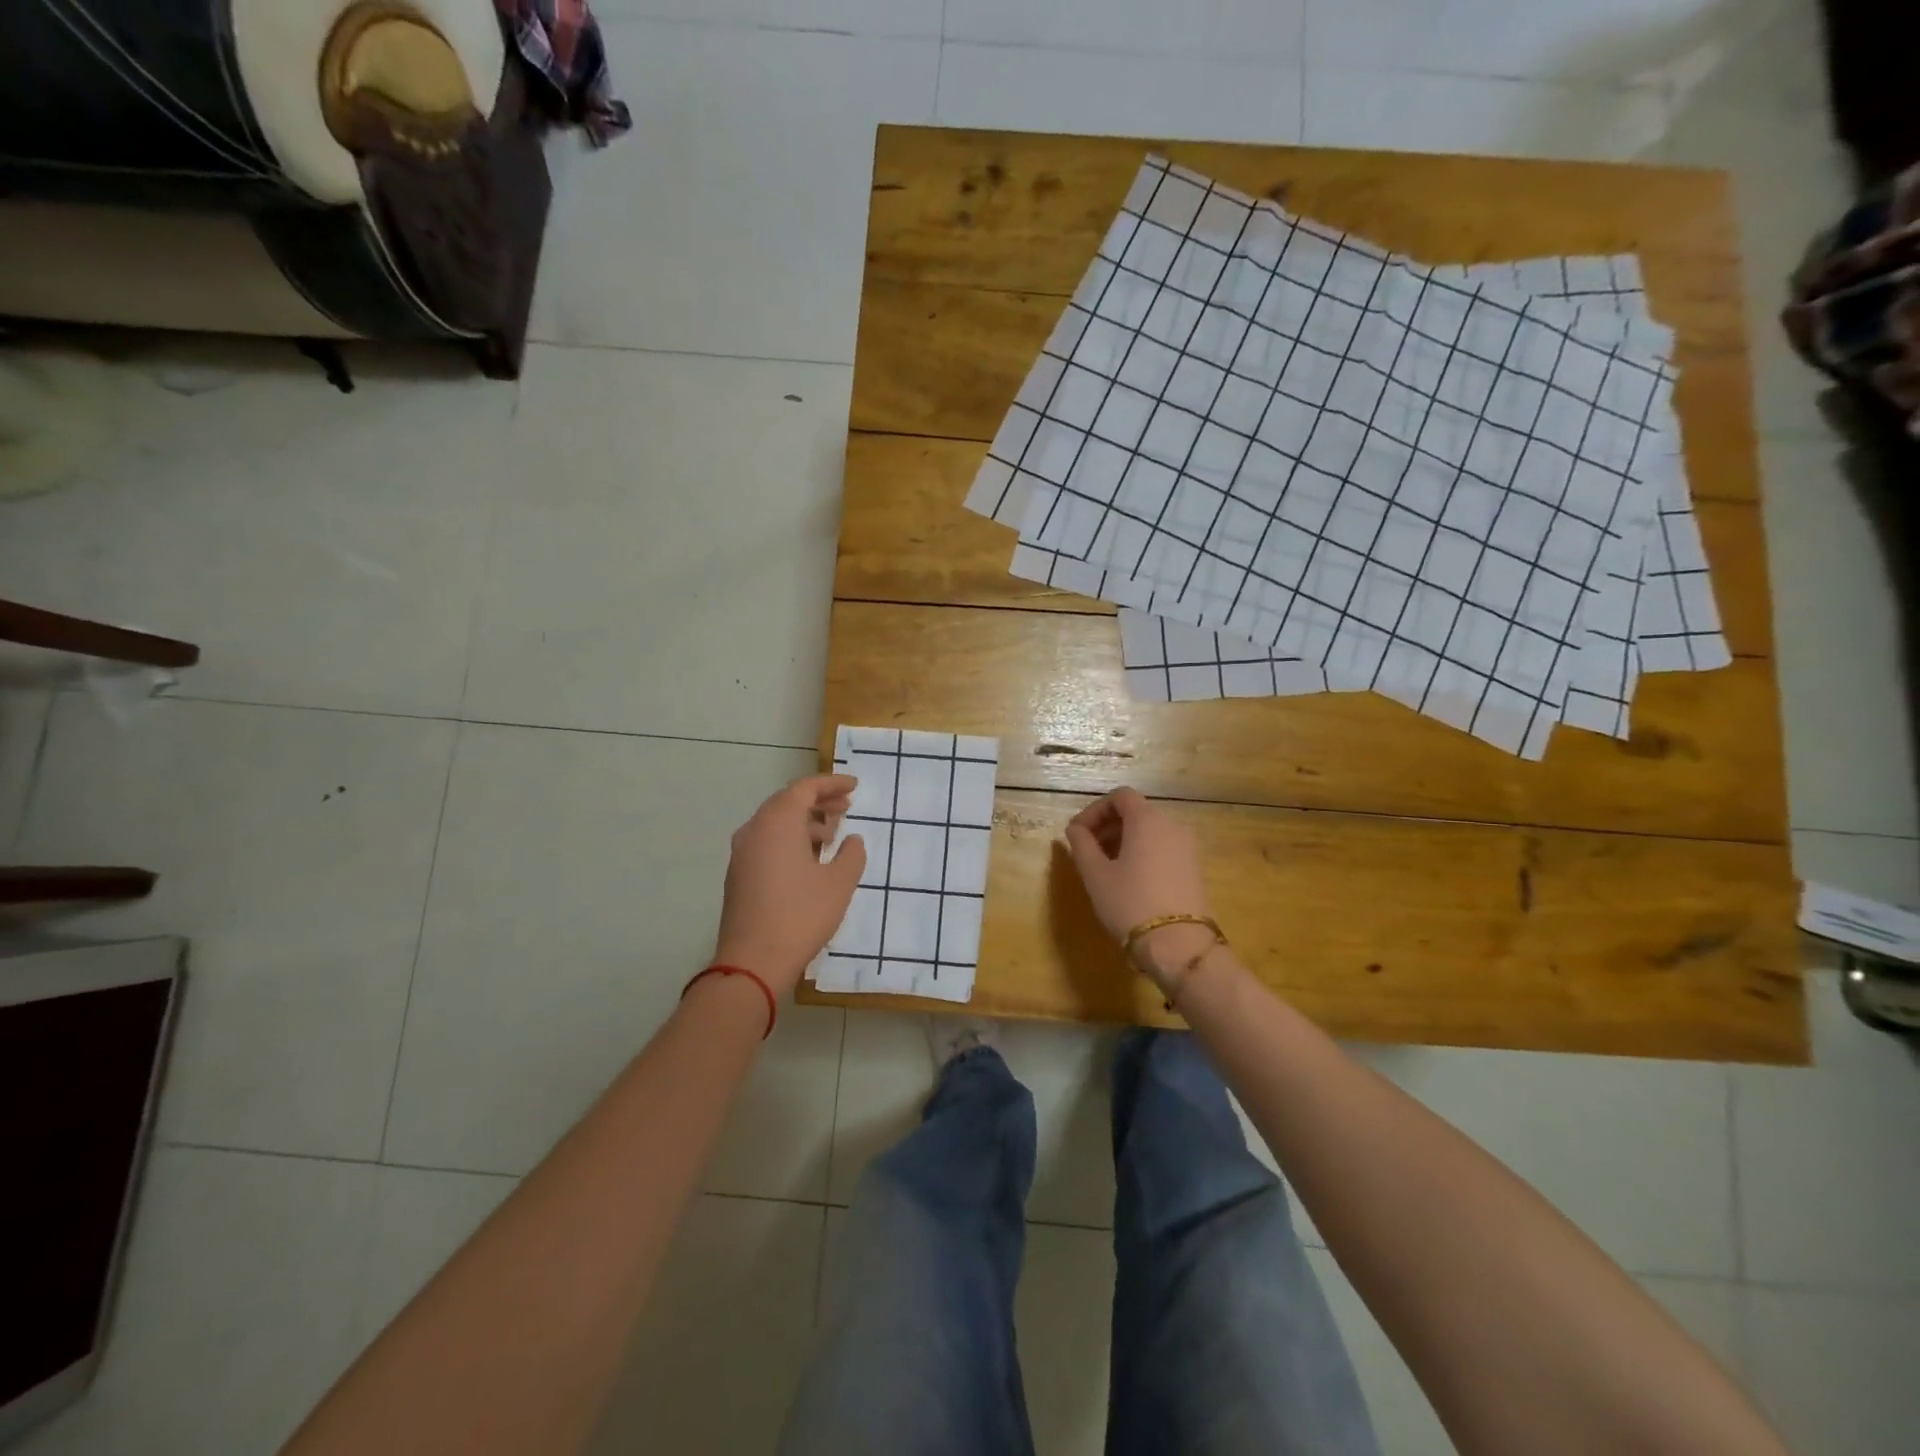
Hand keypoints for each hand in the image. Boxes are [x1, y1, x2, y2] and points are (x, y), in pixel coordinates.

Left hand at [713, 775, 866, 995]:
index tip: (854, 786)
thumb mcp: (839, 883)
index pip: (805, 788)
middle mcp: (754, 829)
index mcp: (777, 822)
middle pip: (787, 802)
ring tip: (831, 836)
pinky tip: (809, 860)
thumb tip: (851, 840)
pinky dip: (789, 839)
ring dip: (804, 822)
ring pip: (775, 823)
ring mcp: (742, 853)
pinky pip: (766, 842)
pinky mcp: (738, 874)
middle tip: (846, 807)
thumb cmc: (801, 915)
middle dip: (819, 801)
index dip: (832, 784)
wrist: (752, 962)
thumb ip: (851, 854)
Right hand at [1063, 787, 1214, 988]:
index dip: (1094, 810)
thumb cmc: (1129, 903)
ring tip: (1105, 867)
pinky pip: (1163, 848)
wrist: (1178, 945)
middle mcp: (1171, 825)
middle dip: (1108, 826)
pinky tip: (1129, 880)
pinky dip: (1143, 853)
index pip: (1120, 796)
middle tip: (1086, 850)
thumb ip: (1081, 845)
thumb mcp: (1096, 875)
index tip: (1077, 833)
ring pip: (1150, 831)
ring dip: (1124, 840)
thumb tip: (1075, 829)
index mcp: (1147, 819)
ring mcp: (1187, 847)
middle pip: (1136, 812)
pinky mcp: (1194, 868)